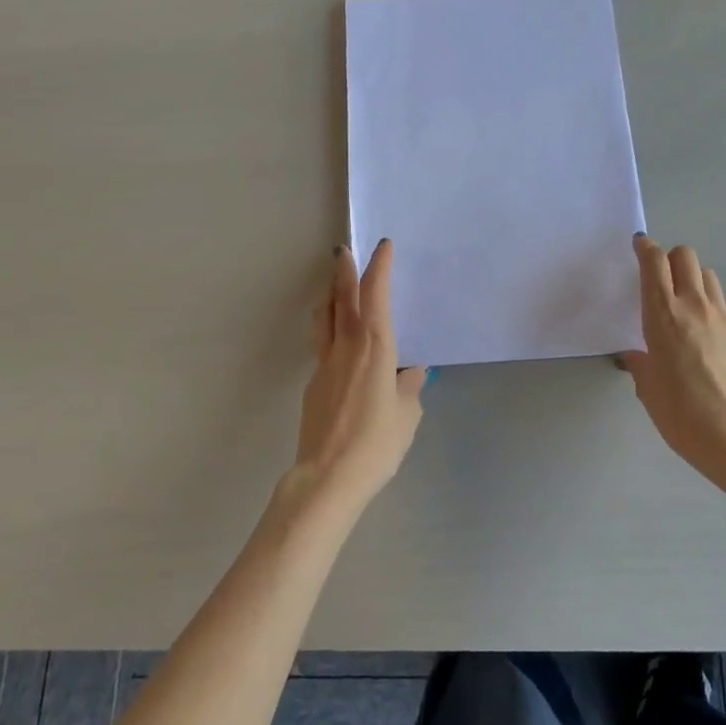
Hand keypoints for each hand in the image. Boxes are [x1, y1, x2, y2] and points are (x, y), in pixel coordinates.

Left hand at [290, 239, 425, 510]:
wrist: (328, 476)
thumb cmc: (377, 444)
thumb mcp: (407, 416)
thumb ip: (409, 389)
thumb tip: (412, 373)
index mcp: (375, 348)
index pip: (375, 296)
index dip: (378, 268)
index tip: (382, 247)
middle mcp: (346, 347)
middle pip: (341, 298)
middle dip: (343, 271)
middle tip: (341, 250)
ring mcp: (324, 364)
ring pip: (324, 319)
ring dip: (329, 297)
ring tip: (334, 288)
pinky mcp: (313, 384)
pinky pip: (323, 346)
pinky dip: (330, 331)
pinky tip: (341, 346)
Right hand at [621, 235, 725, 477]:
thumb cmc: (681, 414)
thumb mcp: (648, 390)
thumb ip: (641, 365)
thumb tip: (639, 356)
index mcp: (663, 315)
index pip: (654, 263)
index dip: (645, 248)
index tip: (639, 245)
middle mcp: (694, 307)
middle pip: (685, 257)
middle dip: (670, 258)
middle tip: (660, 278)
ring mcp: (724, 319)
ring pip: (708, 276)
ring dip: (693, 279)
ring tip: (684, 304)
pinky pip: (723, 309)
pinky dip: (710, 311)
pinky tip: (705, 341)